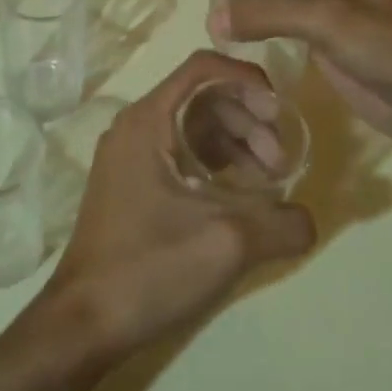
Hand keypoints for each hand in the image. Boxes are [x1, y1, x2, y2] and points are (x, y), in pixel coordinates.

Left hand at [41, 51, 315, 361]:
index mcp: (146, 120)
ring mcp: (130, 157)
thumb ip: (282, 222)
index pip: (202, 68)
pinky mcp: (132, 186)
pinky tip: (240, 199)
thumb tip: (308, 217)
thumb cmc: (149, 268)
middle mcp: (134, 128)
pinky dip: (215, 166)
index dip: (248, 79)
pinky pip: (181, 155)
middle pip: (201, 98)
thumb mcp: (227, 243)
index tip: (280, 112)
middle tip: (280, 163)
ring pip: (192, 128)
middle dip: (248, 120)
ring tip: (268, 184)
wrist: (83, 323)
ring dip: (235, 145)